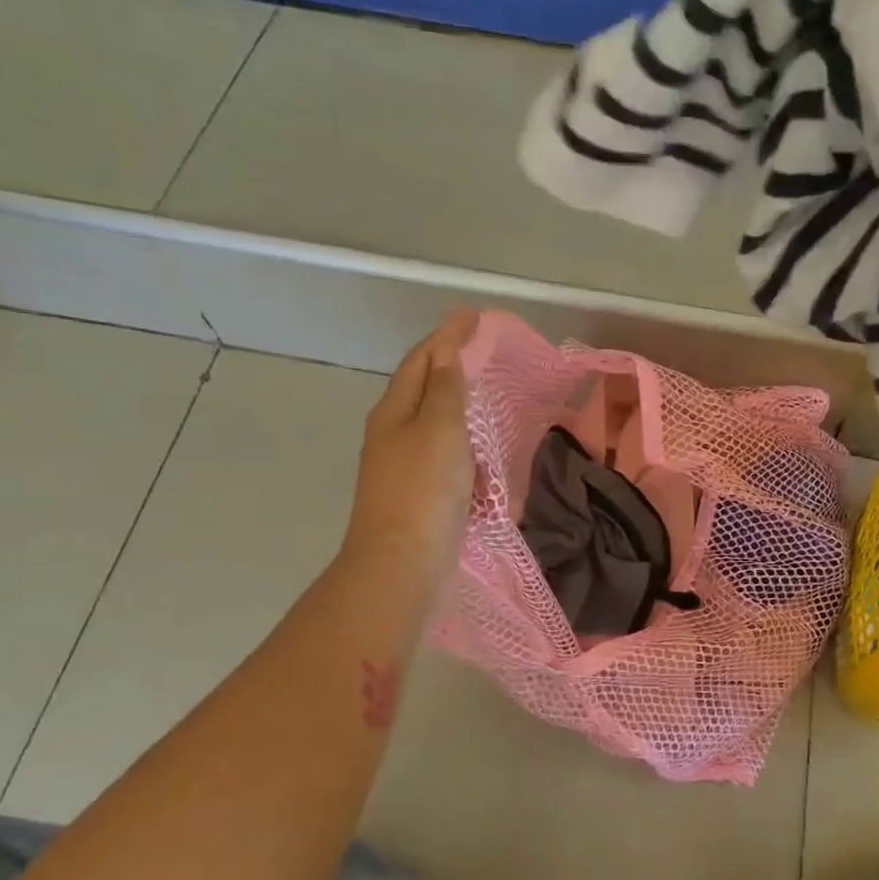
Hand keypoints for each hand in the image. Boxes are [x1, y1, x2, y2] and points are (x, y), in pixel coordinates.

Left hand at [338, 310, 477, 589]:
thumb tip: (445, 352)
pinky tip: (481, 451)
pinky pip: (445, 457)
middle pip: (423, 388)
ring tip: (485, 392)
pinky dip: (464, 445)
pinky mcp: (419, 496)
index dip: (447, 336)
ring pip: (433, 423)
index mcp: (395, 411)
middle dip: (449, 365)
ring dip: (457, 404)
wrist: (402, 564)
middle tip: (481, 350)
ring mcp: (403, 467)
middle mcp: (393, 434)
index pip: (422, 360)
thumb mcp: (439, 429)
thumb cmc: (423, 490)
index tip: (474, 315)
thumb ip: (446, 389)